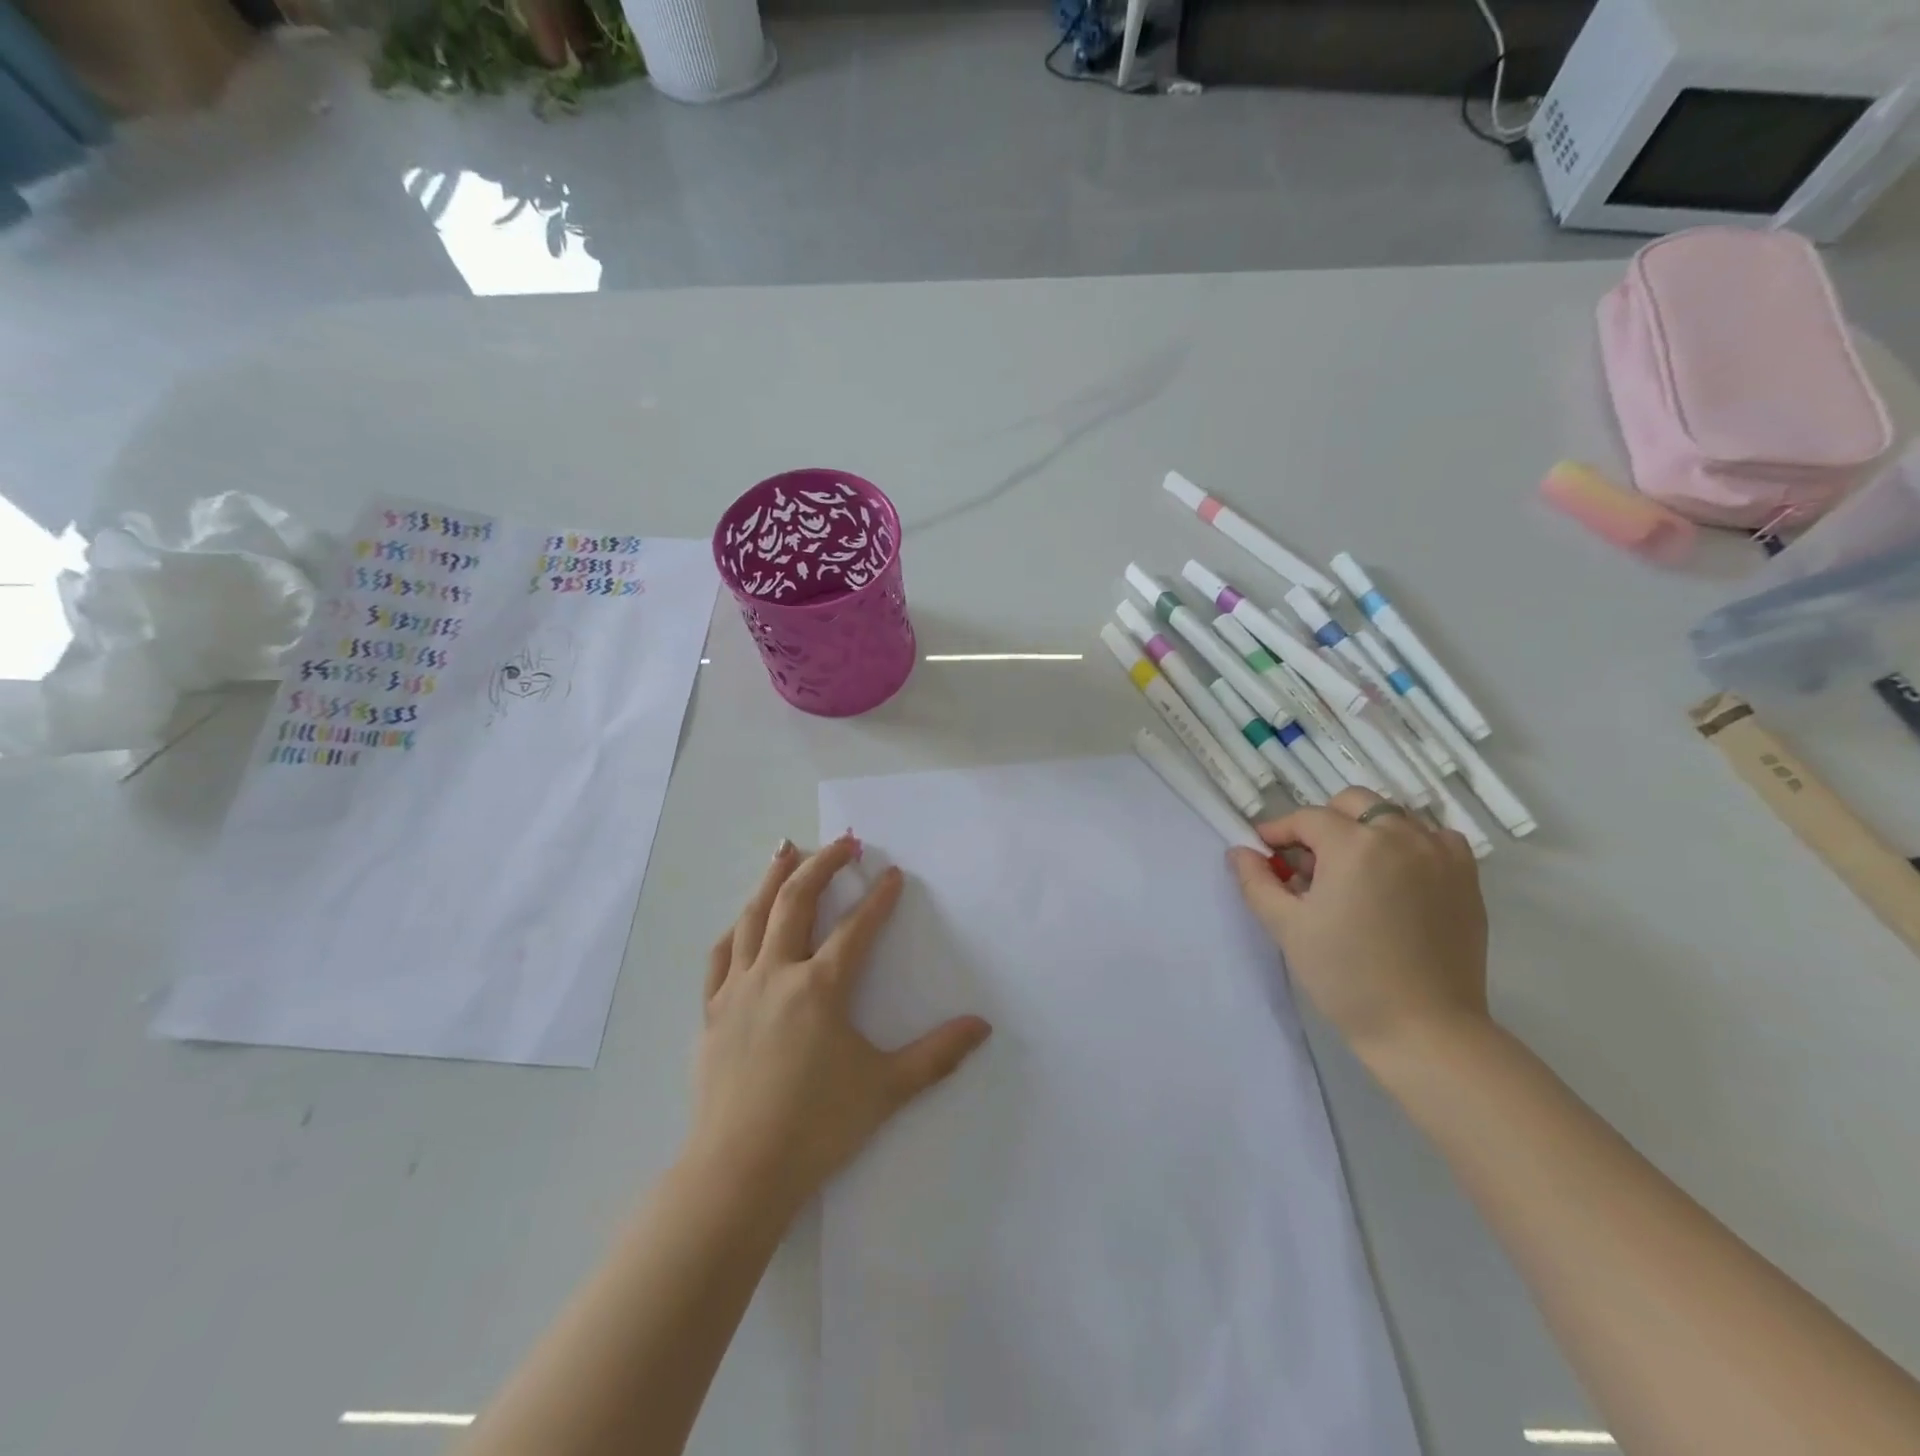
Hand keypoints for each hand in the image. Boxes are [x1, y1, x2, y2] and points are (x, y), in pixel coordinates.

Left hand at [689, 835, 992, 1215]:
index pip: (857, 927)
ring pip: (754, 916)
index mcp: (821, 987)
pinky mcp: (712, 1011)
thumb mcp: (887, 1088)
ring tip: (786, 849)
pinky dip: (737, 927)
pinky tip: (744, 918)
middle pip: (798, 900)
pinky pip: (722, 955)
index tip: (893, 874)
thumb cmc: (817, 1127)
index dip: (879, 897)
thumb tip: (983, 1026)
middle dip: (823, 864)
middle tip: (844, 842)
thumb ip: (937, 1054)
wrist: (738, 1172)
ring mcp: (739, 989)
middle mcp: (778, 973)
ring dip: (773, 878)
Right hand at [1227, 788, 1489, 1068]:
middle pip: (1353, 803)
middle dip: (1323, 822)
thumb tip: (1240, 851)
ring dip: (1366, 830)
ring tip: (1353, 871)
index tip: (1264, 851)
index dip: (1279, 831)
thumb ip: (1257, 881)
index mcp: (1354, 845)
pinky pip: (1435, 838)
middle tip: (1309, 862)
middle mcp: (1401, 836)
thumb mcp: (1287, 927)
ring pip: (1394, 816)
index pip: (1307, 818)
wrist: (1424, 1029)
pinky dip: (1411, 844)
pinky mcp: (1466, 878)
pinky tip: (1397, 876)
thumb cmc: (1345, 977)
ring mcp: (1440, 854)